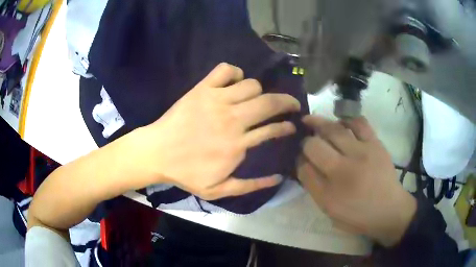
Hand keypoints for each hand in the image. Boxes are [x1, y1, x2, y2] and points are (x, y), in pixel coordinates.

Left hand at [137, 63, 300, 199]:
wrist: (156, 154)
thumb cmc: (186, 173)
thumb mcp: (219, 190)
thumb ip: (250, 186)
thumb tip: (278, 178)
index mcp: (238, 144)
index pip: (272, 129)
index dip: (287, 126)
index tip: (292, 125)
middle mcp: (232, 119)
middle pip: (268, 103)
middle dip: (286, 101)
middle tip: (291, 104)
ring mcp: (217, 100)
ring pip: (251, 85)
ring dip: (259, 91)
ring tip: (256, 99)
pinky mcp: (202, 89)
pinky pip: (225, 70)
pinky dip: (234, 73)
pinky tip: (234, 83)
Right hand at [298, 115, 416, 246]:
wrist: (389, 210)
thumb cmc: (358, 216)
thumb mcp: (330, 212)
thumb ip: (314, 188)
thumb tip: (304, 163)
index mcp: (329, 193)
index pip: (303, 167)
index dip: (298, 160)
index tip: (300, 158)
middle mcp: (343, 170)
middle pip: (314, 146)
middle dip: (305, 141)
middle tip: (306, 140)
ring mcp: (361, 154)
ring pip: (333, 130)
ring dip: (318, 123)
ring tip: (312, 120)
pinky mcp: (375, 144)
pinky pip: (358, 123)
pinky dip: (346, 119)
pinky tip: (340, 123)